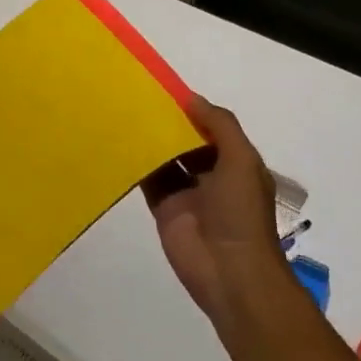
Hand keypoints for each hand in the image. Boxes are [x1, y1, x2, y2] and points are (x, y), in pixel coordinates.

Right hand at [141, 96, 289, 334]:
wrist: (228, 271)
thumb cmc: (241, 213)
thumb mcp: (241, 161)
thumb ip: (220, 126)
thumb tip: (191, 98)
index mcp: (237, 164)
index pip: (213, 130)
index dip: (194, 111)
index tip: (167, 90)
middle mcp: (212, 176)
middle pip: (187, 142)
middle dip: (169, 124)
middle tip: (139, 98)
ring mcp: (187, 193)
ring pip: (166, 159)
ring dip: (151, 142)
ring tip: (125, 114)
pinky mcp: (164, 208)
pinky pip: (149, 180)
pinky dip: (136, 165)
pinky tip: (119, 145)